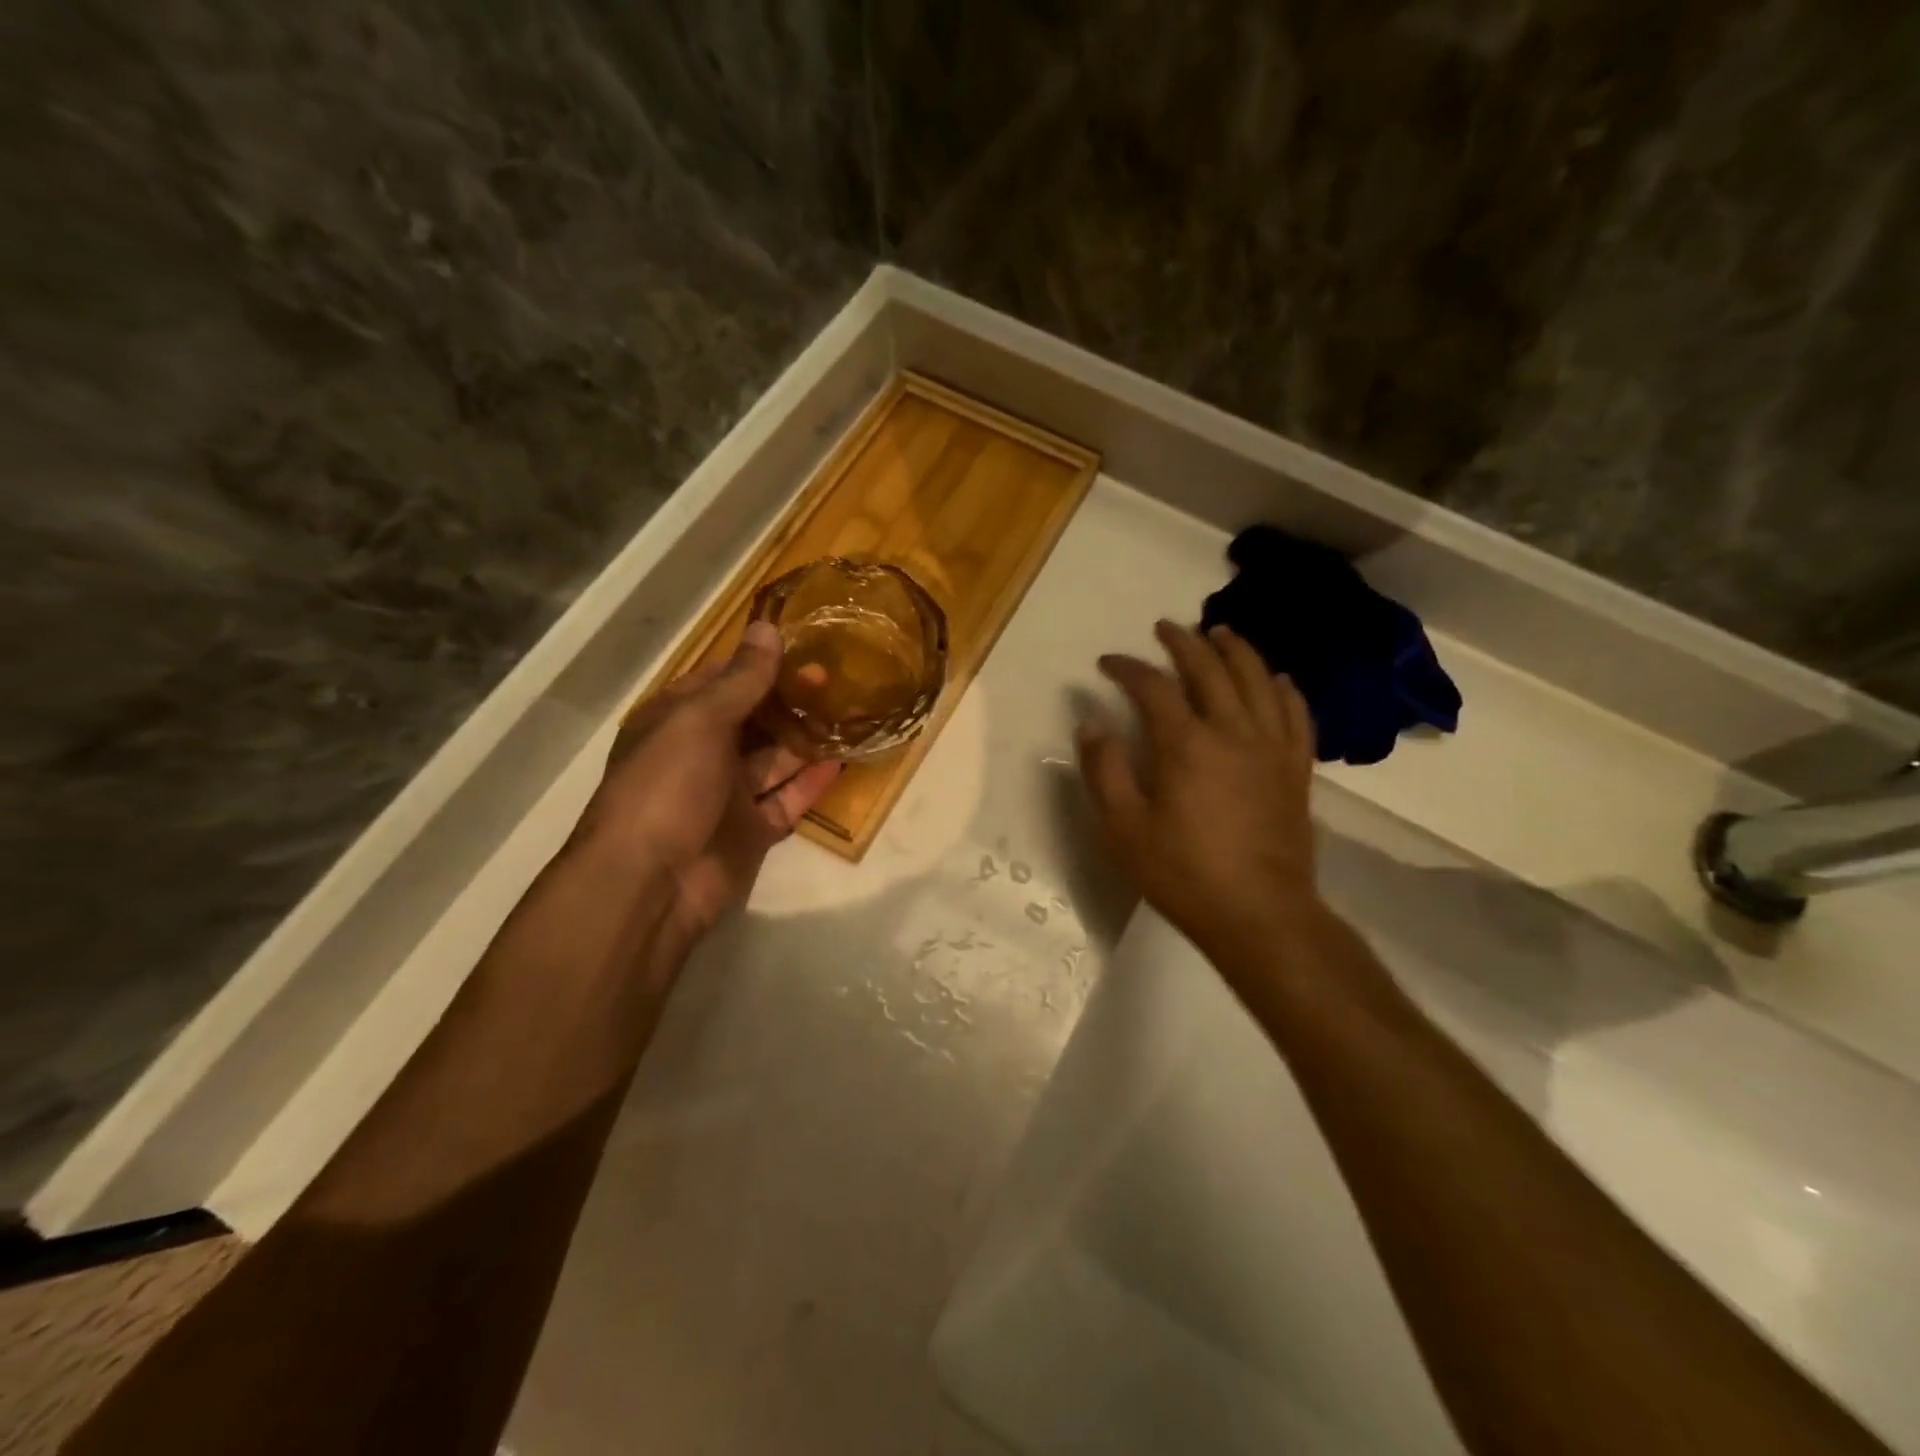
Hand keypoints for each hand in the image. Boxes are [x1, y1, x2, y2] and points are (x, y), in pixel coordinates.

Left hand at [578, 620, 840, 951]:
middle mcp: (700, 754)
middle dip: (788, 700)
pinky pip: (787, 800)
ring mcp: (726, 795)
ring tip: (848, 714)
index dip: (758, 664)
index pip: (720, 681)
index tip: (802, 648)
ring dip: (805, 739)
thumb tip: (768, 628)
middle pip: (752, 719)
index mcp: (675, 722)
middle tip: (833, 681)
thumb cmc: (667, 787)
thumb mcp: (699, 721)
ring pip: (773, 759)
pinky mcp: (751, 831)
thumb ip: (741, 679)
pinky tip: (842, 762)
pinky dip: (811, 783)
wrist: (652, 883)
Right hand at [1077, 621, 1325, 965]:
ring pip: (1257, 679)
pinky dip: (1284, 689)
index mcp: (1185, 744)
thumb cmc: (1182, 873)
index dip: (1127, 667)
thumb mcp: (1123, 827)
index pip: (1153, 686)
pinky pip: (1295, 714)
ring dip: (1236, 650)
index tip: (1107, 663)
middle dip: (1183, 642)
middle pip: (1209, 669)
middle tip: (1164, 628)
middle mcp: (1232, 731)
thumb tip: (1091, 722)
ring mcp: (1271, 747)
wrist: (1259, 914)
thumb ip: (1104, 770)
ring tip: (1219, 632)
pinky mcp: (1296, 768)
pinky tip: (1277, 679)